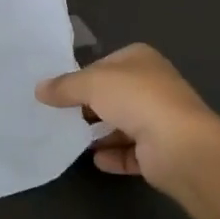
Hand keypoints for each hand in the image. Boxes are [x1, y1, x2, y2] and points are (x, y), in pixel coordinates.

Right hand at [34, 43, 219, 191]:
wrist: (180, 146)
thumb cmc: (136, 99)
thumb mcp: (92, 84)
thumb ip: (65, 86)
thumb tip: (39, 89)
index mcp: (140, 59)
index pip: (105, 64)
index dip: (83, 76)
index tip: (60, 92)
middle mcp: (153, 85)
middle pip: (114, 94)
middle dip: (90, 106)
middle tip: (62, 117)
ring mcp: (160, 119)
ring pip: (123, 123)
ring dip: (101, 132)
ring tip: (74, 139)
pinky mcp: (161, 151)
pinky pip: (132, 152)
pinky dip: (114, 155)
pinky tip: (96, 159)